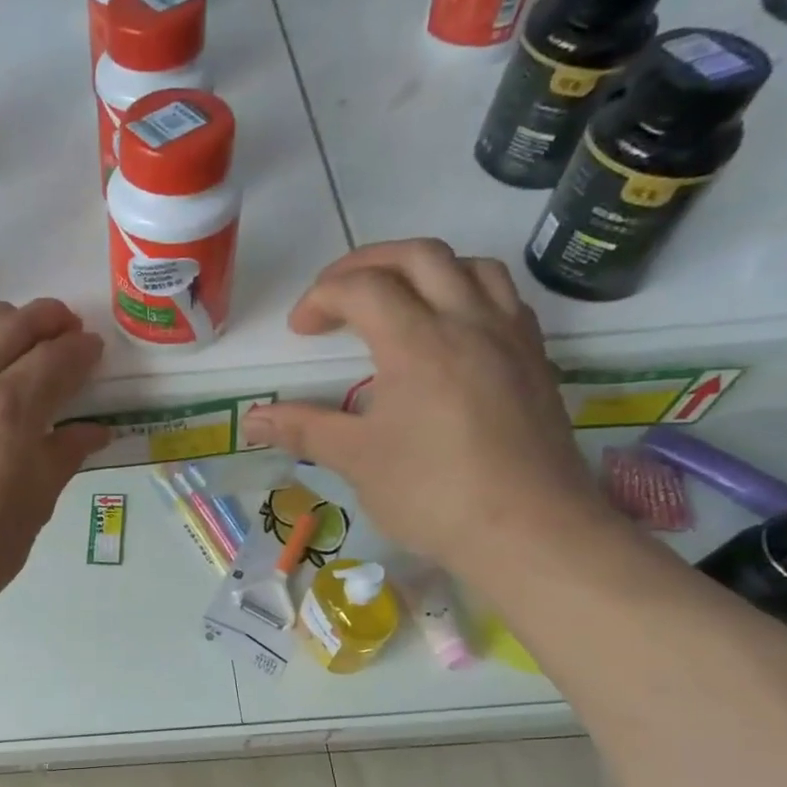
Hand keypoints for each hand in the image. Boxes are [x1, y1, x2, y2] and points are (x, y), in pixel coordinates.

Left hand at [0, 299, 109, 630]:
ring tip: (20, 327)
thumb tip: (94, 430)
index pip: (55, 361)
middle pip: (12, 328)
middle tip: (66, 325)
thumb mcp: (32, 510)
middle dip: (47, 320)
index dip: (81, 350)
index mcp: (7, 412)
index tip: (94, 347)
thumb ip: (62, 457)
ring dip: (2, 320)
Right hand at [242, 240, 605, 576]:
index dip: (322, 298)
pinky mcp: (536, 361)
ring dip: (423, 270)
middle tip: (337, 294)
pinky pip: (502, 298)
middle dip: (368, 263)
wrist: (530, 531)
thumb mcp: (356, 460)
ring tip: (396, 302)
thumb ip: (303, 429)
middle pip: (419, 255)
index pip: (363, 287)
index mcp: (418, 342)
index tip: (301, 331)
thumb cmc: (433, 493)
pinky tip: (450, 333)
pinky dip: (466, 294)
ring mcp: (510, 338)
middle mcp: (468, 322)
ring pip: (470, 266)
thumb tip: (251, 419)